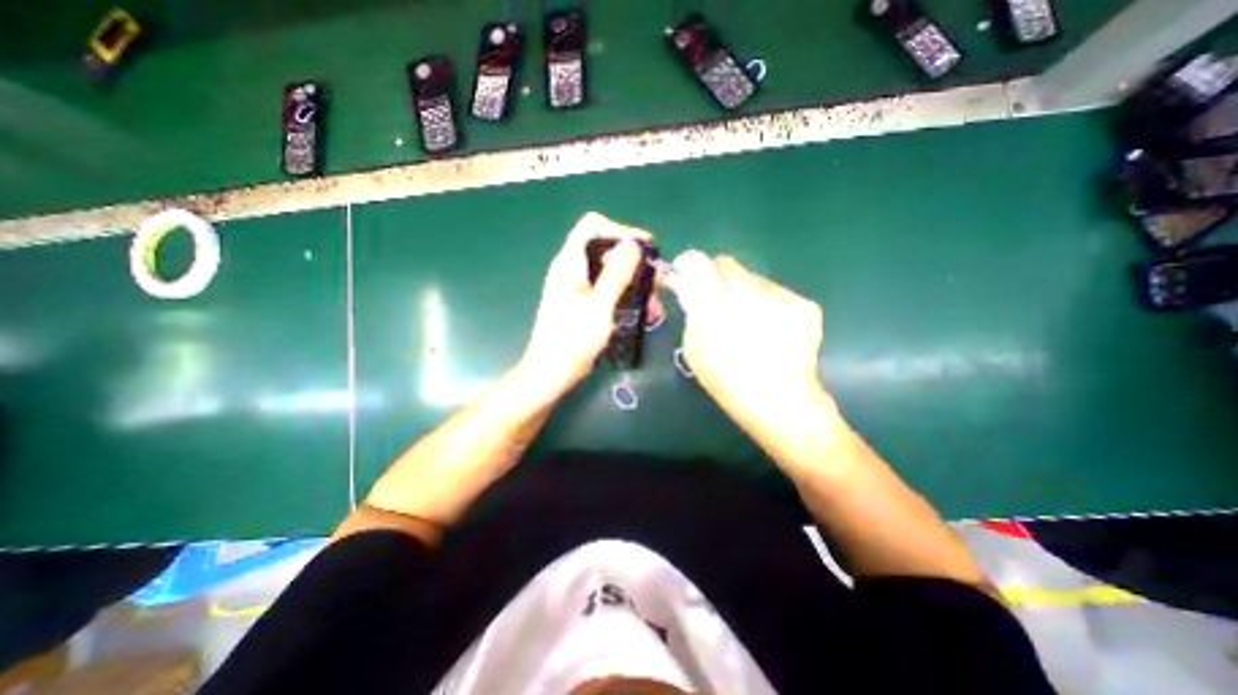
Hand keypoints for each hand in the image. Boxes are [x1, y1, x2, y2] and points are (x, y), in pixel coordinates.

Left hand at [518, 215, 662, 405]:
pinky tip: (644, 316)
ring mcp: (579, 288)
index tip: (646, 249)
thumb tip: (634, 243)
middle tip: (661, 282)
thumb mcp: (600, 306)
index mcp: (570, 263)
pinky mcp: (585, 305)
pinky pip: (609, 292)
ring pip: (612, 274)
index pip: (593, 226)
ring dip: (637, 287)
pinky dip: (627, 299)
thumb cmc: (572, 340)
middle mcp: (573, 270)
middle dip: (636, 265)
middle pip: (607, 251)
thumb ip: (617, 273)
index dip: (621, 231)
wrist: (551, 374)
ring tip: (656, 308)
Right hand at [662, 254, 825, 435]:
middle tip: (717, 303)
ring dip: (744, 293)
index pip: (697, 261)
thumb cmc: (727, 380)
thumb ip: (691, 309)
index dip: (687, 264)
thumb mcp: (694, 347)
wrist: (779, 401)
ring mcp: (781, 294)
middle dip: (716, 279)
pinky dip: (769, 305)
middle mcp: (750, 289)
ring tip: (749, 325)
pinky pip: (776, 293)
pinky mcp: (804, 303)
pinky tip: (771, 332)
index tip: (685, 275)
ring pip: (753, 279)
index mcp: (716, 301)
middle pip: (726, 264)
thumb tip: (686, 285)